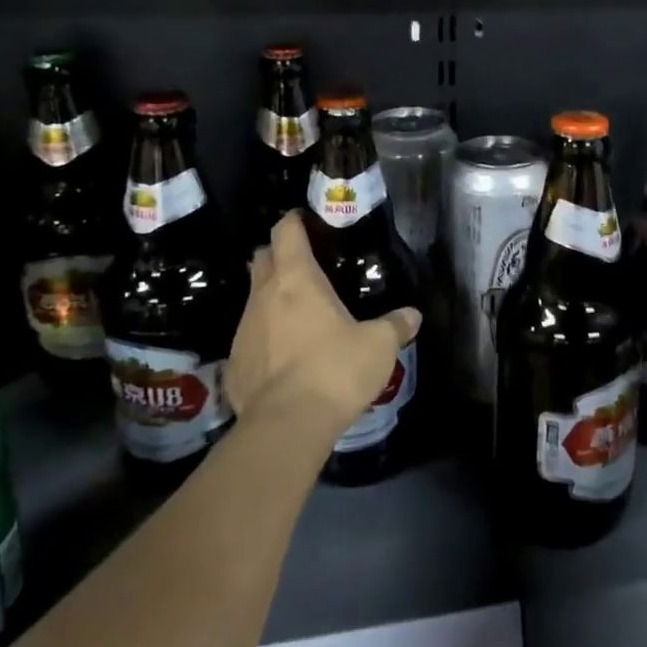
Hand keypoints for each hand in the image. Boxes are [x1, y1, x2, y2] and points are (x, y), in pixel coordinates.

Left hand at [225, 211, 420, 440]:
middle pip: (262, 259)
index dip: (293, 221)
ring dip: (271, 299)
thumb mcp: (379, 346)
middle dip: (279, 256)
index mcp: (297, 280)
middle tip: (305, 266)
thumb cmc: (335, 370)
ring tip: (299, 316)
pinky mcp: (233, 364)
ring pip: (253, 299)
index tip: (304, 220)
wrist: (286, 426)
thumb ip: (396, 326)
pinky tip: (283, 358)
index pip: (286, 232)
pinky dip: (264, 339)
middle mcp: (263, 296)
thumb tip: (413, 315)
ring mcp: (243, 330)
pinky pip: (249, 339)